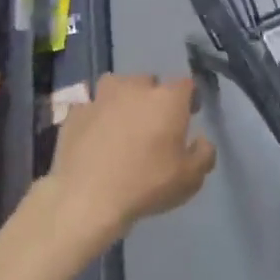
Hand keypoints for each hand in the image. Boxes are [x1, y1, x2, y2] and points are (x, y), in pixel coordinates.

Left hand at [46, 74, 216, 236]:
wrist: (87, 196)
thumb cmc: (146, 184)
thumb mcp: (190, 179)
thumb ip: (204, 154)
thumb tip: (201, 140)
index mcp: (167, 99)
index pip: (186, 84)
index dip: (189, 98)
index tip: (189, 114)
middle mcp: (134, 88)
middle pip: (149, 82)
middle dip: (154, 97)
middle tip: (153, 124)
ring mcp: (100, 97)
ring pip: (116, 86)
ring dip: (122, 98)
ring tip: (121, 123)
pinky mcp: (75, 111)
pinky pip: (90, 106)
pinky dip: (95, 115)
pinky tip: (94, 135)